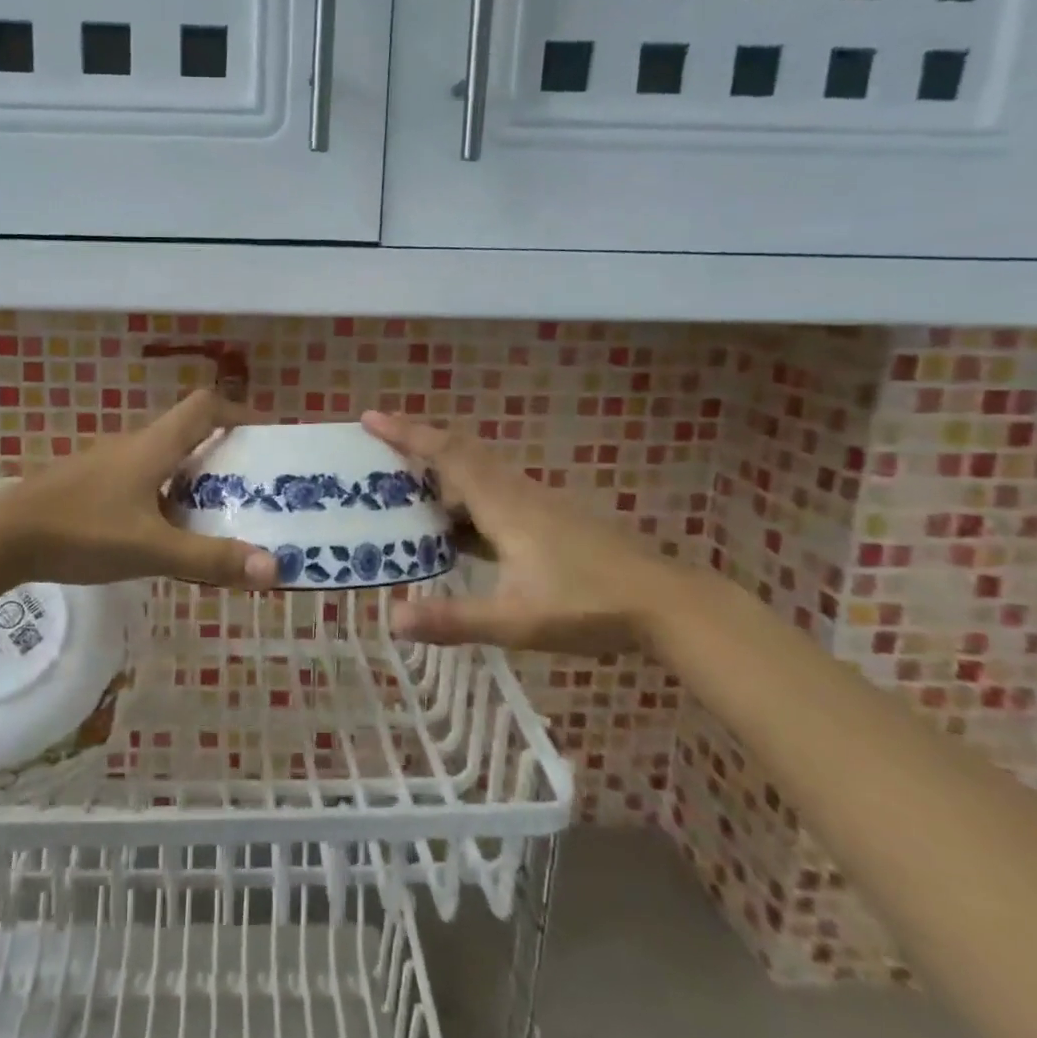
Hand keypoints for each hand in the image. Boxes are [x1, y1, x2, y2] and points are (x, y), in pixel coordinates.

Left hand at [0, 390, 277, 589]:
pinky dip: (163, 496)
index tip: (265, 437)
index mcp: (153, 446)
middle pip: (187, 434)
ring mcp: (105, 465)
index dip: (239, 412)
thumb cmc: (82, 532)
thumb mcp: (152, 549)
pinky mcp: (86, 486)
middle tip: (251, 489)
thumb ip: (211, 559)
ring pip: (162, 461)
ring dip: (192, 479)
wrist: (1, 539)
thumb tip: (274, 569)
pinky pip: (139, 481)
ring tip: (215, 517)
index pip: (205, 406)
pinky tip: (160, 534)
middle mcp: (132, 445)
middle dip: (223, 456)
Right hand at [361, 411, 690, 653]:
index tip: (370, 417)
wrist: (666, 603)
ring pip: (479, 475)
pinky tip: (456, 533)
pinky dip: (465, 501)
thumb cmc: (588, 605)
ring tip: (404, 494)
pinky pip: (495, 496)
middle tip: (376, 452)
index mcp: (503, 504)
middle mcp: (517, 493)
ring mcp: (538, 505)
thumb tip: (393, 618)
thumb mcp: (514, 620)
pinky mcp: (551, 521)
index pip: (447, 455)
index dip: (407, 434)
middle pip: (461, 454)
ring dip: (441, 474)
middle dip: (418, 445)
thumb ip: (453, 618)